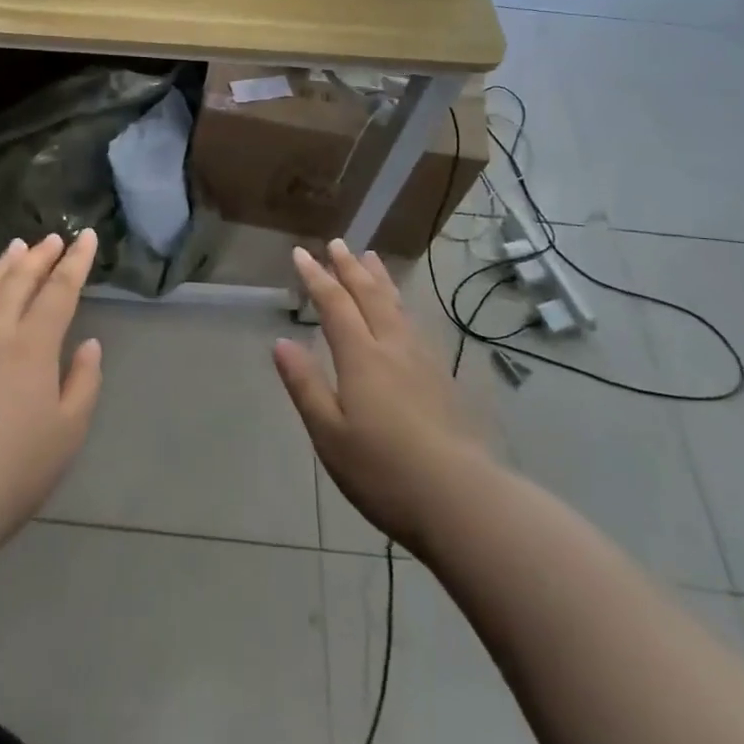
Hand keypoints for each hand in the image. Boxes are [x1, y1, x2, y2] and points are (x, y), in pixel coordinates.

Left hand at [0, 231, 102, 554]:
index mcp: (34, 344)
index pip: (59, 290)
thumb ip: (84, 382)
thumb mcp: (68, 431)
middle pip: (20, 281)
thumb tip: (89, 345)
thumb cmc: (15, 467)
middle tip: (53, 239)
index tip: (86, 237)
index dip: (76, 262)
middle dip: (40, 256)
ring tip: (16, 248)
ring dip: (3, 266)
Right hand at [274, 240, 491, 551]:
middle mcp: (393, 348)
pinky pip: (416, 325)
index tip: (301, 254)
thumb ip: (306, 385)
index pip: (335, 305)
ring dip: (380, 279)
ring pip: (397, 306)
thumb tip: (281, 343)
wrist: (461, 499)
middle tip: (338, 243)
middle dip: (350, 268)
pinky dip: (403, 305)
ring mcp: (423, 362)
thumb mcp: (329, 433)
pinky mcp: (443, 379)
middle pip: (370, 296)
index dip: (316, 277)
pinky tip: (405, 312)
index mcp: (361, 358)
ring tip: (372, 258)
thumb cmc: (383, 470)